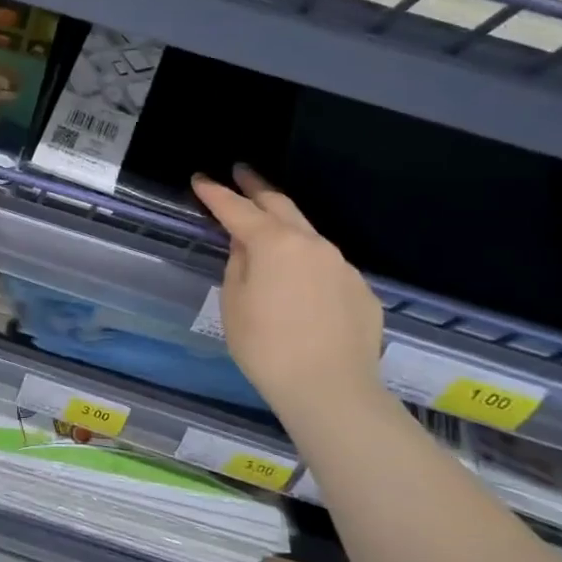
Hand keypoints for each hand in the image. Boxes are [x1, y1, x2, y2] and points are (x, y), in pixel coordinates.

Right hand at [192, 165, 384, 425]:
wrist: (330, 389)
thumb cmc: (266, 347)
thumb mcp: (234, 303)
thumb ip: (238, 264)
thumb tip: (247, 246)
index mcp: (274, 244)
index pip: (237, 209)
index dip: (216, 193)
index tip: (201, 178)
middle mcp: (312, 244)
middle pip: (281, 206)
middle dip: (257, 188)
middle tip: (241, 172)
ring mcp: (342, 266)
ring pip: (308, 236)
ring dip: (285, 227)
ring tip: (268, 231)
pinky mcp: (361, 291)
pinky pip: (327, 269)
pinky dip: (307, 266)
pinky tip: (300, 288)